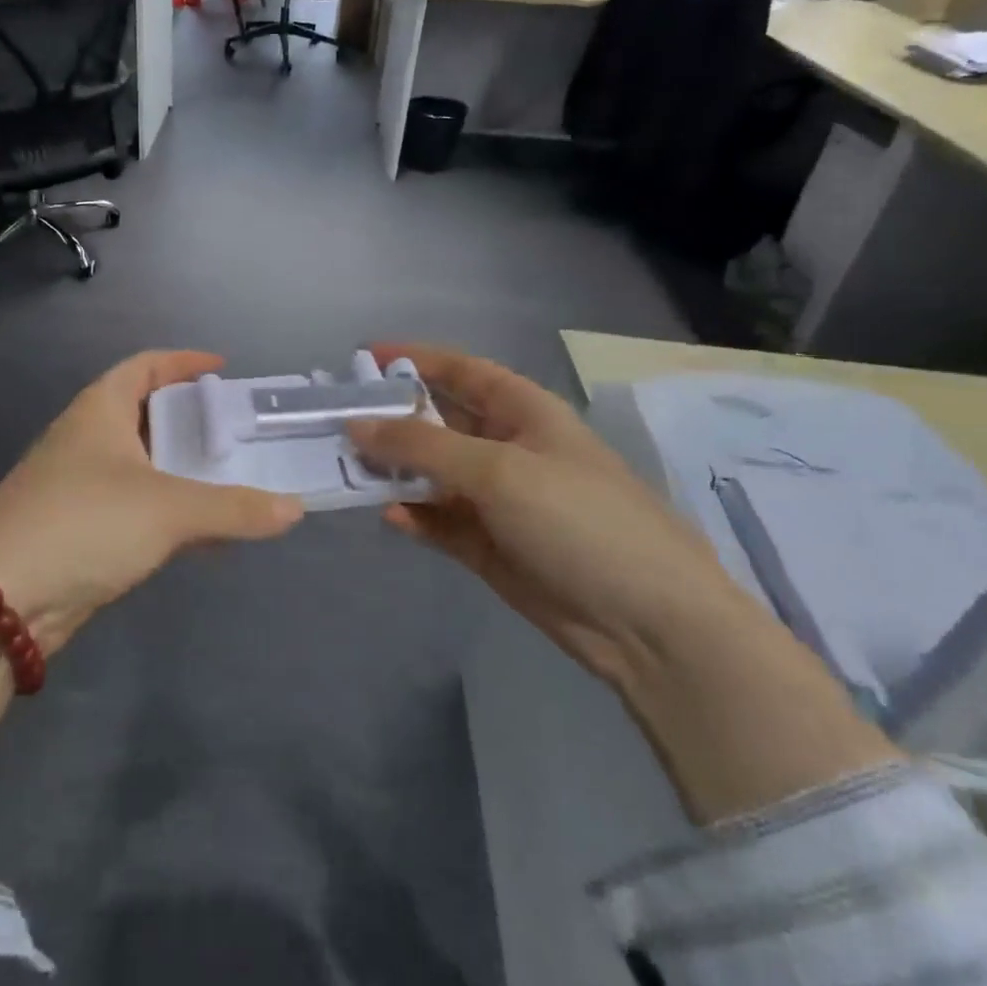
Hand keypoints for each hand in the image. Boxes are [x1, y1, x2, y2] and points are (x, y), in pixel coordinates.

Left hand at [0, 350, 303, 656]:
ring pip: (142, 465)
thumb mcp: (168, 510)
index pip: (145, 366)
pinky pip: (135, 506)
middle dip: (191, 420)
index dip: (184, 362)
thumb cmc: (85, 522)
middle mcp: (86, 438)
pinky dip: (169, 511)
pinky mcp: (78, 529)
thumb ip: (234, 509)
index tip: (224, 370)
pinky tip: (203, 533)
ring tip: (231, 478)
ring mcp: (78, 485)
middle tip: (238, 431)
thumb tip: (295, 509)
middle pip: (146, 414)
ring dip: (182, 470)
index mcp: (100, 410)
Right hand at [348, 342, 750, 687]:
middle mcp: (508, 448)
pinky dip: (414, 515)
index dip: (415, 359)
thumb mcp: (498, 470)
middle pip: (439, 421)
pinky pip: (439, 519)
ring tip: (347, 468)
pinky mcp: (490, 546)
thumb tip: (356, 425)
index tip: (362, 358)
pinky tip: (389, 516)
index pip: (461, 371)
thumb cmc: (580, 521)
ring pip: (432, 473)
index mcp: (524, 412)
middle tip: (336, 419)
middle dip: (392, 418)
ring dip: (394, 470)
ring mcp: (499, 500)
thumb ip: (421, 446)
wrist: (650, 627)